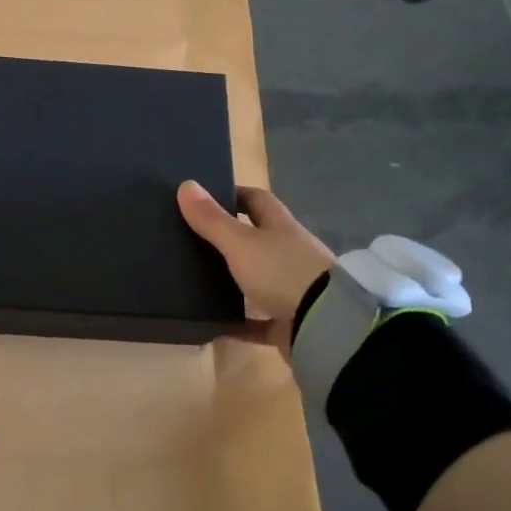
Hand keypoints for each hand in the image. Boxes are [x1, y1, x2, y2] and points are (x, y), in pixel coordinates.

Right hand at [178, 181, 334, 354]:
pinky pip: (258, 320)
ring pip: (258, 278)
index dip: (233, 194)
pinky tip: (214, 326)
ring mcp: (292, 288)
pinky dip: (239, 323)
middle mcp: (289, 253)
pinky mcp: (289, 321)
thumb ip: (212, 219)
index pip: (257, 200)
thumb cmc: (282, 273)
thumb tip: (185, 184)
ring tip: (197, 281)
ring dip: (234, 280)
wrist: (325, 326)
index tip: (205, 198)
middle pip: (258, 238)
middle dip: (230, 238)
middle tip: (192, 241)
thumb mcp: (240, 244)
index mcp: (280, 227)